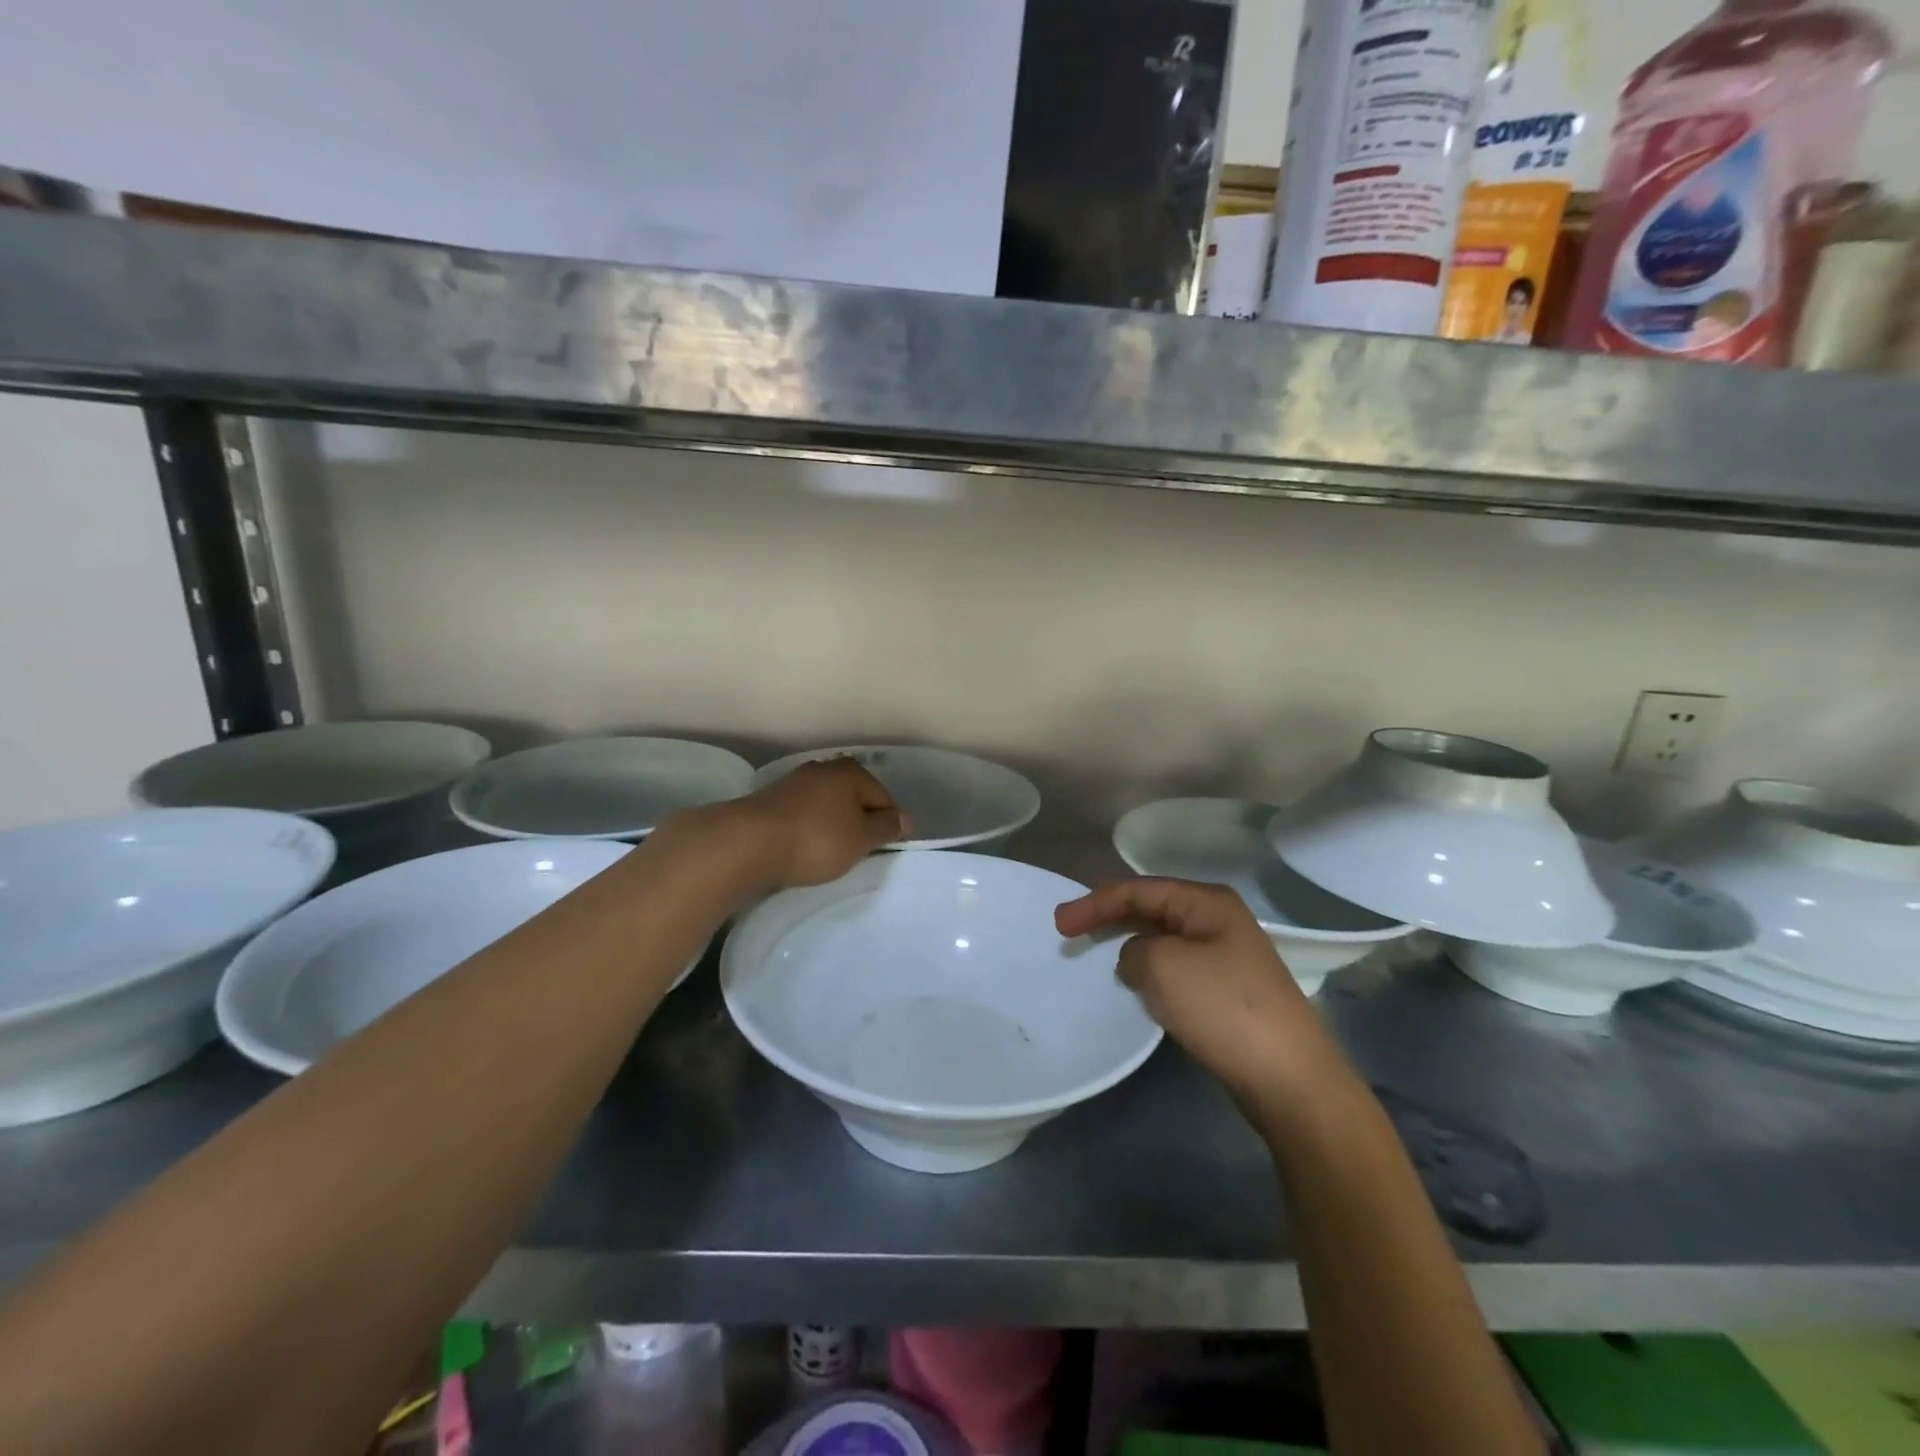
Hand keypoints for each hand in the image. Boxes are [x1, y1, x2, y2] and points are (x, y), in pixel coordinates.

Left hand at [736, 758, 908, 888]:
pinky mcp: (771, 800)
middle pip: (854, 798)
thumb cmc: (816, 840)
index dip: (888, 825)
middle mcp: (823, 769)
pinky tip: (804, 848)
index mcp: (851, 772)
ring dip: (832, 826)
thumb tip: (906, 817)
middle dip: (859, 823)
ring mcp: (794, 782)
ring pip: (827, 806)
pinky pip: (803, 815)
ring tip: (829, 854)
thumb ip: (886, 827)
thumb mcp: (861, 839)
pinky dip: (809, 829)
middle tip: (858, 853)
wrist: (748, 844)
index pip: (883, 798)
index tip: (883, 850)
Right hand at [1055, 878, 1345, 1115]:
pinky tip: (1137, 985)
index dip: (1095, 903)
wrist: (1289, 1078)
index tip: (1059, 925)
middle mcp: (1219, 920)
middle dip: (1109, 917)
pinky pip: (1177, 967)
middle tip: (1070, 933)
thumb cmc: (1222, 1007)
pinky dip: (1150, 970)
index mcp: (1207, 902)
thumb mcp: (1162, 966)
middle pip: (1152, 908)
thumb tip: (1137, 959)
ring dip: (1129, 944)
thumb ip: (1134, 951)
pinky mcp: (1229, 990)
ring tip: (1097, 955)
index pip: (1138, 889)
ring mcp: (1228, 956)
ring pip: (1164, 939)